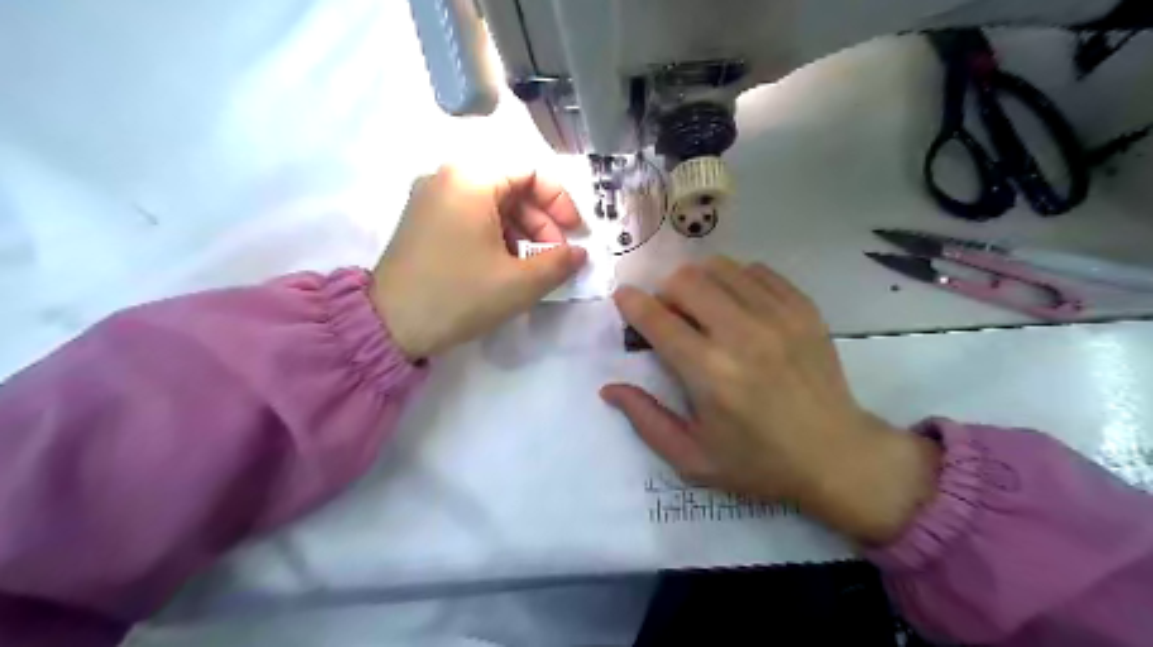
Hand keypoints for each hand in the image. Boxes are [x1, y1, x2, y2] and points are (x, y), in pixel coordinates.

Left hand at [375, 167, 586, 359]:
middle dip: (541, 221)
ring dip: (522, 231)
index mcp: (470, 179)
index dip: (561, 201)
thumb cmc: (459, 296)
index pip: (531, 172)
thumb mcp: (519, 283)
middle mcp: (447, 177)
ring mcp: (431, 198)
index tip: (575, 234)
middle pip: (511, 187)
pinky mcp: (423, 220)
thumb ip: (559, 262)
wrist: (390, 325)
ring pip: (492, 204)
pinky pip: (471, 216)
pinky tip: (506, 266)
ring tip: (534, 267)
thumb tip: (580, 253)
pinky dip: (497, 235)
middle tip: (556, 257)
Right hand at [600, 255, 941, 543]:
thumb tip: (609, 388)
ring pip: (721, 267)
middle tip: (670, 314)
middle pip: (686, 280)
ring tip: (703, 307)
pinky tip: (738, 305)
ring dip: (700, 281)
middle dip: (665, 291)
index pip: (657, 319)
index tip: (624, 297)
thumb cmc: (758, 462)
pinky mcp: (804, 309)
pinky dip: (736, 280)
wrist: (836, 455)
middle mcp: (742, 335)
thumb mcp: (692, 458)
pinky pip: (757, 271)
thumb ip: (646, 420)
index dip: (632, 302)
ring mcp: (778, 316)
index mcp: (710, 374)